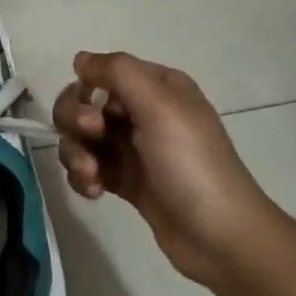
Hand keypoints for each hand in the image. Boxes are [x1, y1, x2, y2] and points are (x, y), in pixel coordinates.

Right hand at [52, 51, 276, 286]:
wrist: (220, 237)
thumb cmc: (191, 164)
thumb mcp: (160, 106)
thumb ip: (118, 72)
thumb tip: (80, 59)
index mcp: (157, 87)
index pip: (102, 73)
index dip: (86, 91)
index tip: (92, 115)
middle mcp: (143, 112)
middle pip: (84, 103)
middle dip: (75, 122)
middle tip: (92, 140)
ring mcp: (132, 148)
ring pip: (81, 137)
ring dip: (76, 153)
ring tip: (92, 176)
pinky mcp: (124, 180)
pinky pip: (87, 167)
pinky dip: (83, 176)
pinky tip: (95, 192)